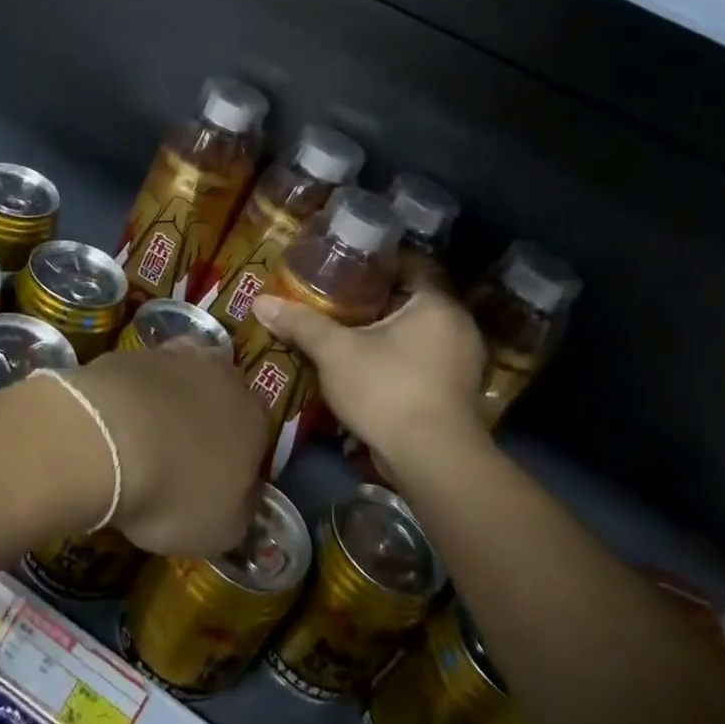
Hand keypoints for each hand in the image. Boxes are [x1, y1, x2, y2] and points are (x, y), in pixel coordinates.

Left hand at [66, 343, 267, 556]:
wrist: (106, 440)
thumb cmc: (173, 492)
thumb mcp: (220, 530)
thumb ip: (240, 511)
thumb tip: (244, 499)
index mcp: (255, 421)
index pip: (258, 436)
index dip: (238, 458)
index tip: (217, 480)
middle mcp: (224, 379)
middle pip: (223, 397)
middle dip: (208, 419)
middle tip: (181, 453)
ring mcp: (177, 358)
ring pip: (183, 378)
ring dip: (171, 400)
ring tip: (144, 435)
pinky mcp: (133, 352)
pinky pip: (142, 375)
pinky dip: (134, 394)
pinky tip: (115, 419)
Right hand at [251, 268, 485, 475]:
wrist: (431, 460)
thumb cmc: (387, 389)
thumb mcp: (335, 352)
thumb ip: (301, 324)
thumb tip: (260, 301)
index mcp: (437, 303)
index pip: (411, 265)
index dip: (377, 263)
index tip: (346, 266)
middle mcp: (458, 326)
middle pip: (413, 300)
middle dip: (378, 300)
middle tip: (339, 298)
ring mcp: (464, 362)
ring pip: (419, 334)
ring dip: (388, 333)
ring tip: (349, 332)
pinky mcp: (458, 393)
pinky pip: (424, 361)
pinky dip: (399, 359)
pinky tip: (370, 367)